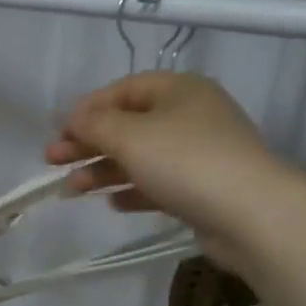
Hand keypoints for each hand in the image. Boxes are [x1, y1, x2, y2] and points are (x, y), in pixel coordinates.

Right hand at [46, 71, 284, 271]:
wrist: (252, 215)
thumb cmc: (186, 162)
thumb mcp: (130, 136)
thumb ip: (94, 124)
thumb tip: (72, 119)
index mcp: (178, 90)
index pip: (122, 90)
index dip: (86, 109)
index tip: (58, 131)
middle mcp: (190, 116)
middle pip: (128, 124)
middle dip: (87, 143)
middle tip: (52, 161)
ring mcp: (199, 154)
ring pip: (140, 157)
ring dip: (103, 170)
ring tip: (72, 191)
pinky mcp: (203, 189)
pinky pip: (158, 184)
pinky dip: (132, 190)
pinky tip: (113, 204)